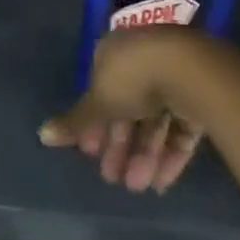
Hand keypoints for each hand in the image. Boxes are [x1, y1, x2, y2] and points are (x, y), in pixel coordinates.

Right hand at [39, 28, 208, 194]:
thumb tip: (42, 135)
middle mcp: (143, 59)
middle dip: (120, 145)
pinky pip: (179, 126)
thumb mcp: (98, 102)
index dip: (94, 123)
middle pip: (128, 107)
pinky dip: (169, 153)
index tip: (89, 152)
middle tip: (113, 178)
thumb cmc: (133, 79)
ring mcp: (173, 75)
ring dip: (143, 155)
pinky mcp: (198, 93)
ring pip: (154, 119)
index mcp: (116, 52)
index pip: (101, 89)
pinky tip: (161, 183)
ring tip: (138, 187)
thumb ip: (75, 122)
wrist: (189, 70)